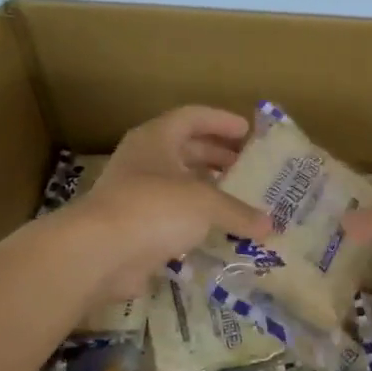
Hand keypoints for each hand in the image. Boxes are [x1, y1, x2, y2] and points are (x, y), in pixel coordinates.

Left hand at [68, 106, 271, 305]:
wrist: (100, 253)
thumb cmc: (154, 208)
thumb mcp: (205, 204)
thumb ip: (239, 211)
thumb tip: (271, 227)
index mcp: (156, 138)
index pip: (193, 117)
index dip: (221, 121)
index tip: (249, 132)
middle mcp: (144, 160)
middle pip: (186, 149)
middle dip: (218, 156)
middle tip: (248, 166)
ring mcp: (136, 194)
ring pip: (178, 184)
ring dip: (208, 189)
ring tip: (239, 198)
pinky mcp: (135, 226)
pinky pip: (172, 216)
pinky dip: (195, 220)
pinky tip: (219, 230)